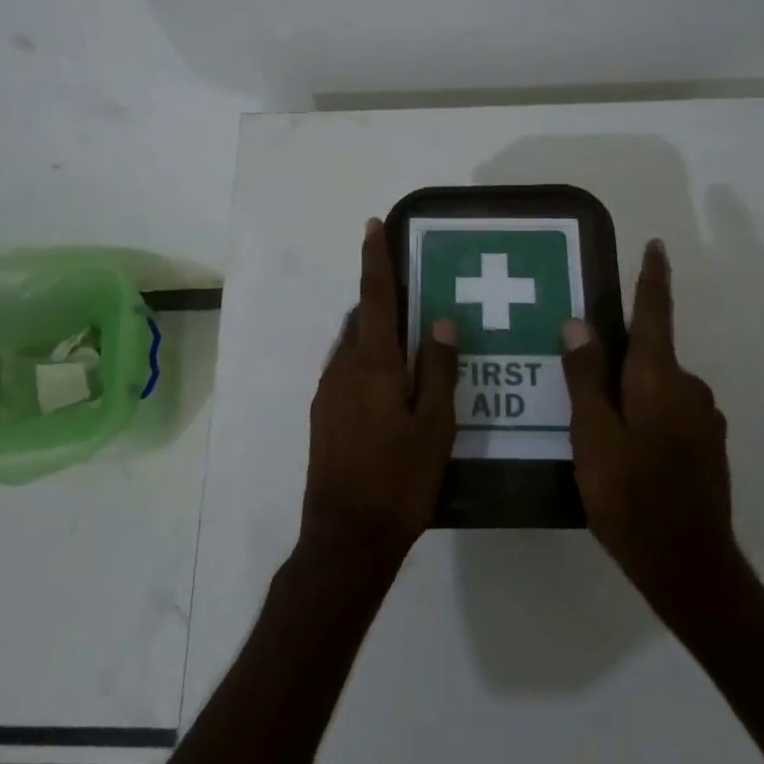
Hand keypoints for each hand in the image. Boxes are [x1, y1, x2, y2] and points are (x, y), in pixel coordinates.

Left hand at [301, 219, 458, 571]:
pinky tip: (390, 388)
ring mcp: (328, 393)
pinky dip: (367, 362)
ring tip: (408, 343)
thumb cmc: (400, 479)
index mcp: (373, 363)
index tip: (372, 226)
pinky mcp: (323, 417)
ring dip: (375, 333)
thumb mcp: (435, 424)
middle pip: (362, 319)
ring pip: (353, 346)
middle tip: (414, 296)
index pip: (375, 297)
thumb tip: (439, 320)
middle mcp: (343, 368)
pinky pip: (346, 371)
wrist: (345, 538)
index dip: (375, 259)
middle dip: (382, 300)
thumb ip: (437, 368)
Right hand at [562, 240, 744, 626]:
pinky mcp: (707, 447)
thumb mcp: (592, 436)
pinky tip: (624, 447)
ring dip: (630, 390)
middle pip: (650, 354)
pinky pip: (669, 411)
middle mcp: (689, 389)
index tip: (656, 246)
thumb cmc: (631, 497)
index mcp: (659, 378)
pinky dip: (645, 413)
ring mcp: (703, 419)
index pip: (654, 314)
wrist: (690, 566)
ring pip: (657, 387)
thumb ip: (585, 378)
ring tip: (595, 419)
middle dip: (618, 355)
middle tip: (581, 372)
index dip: (653, 279)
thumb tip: (578, 324)